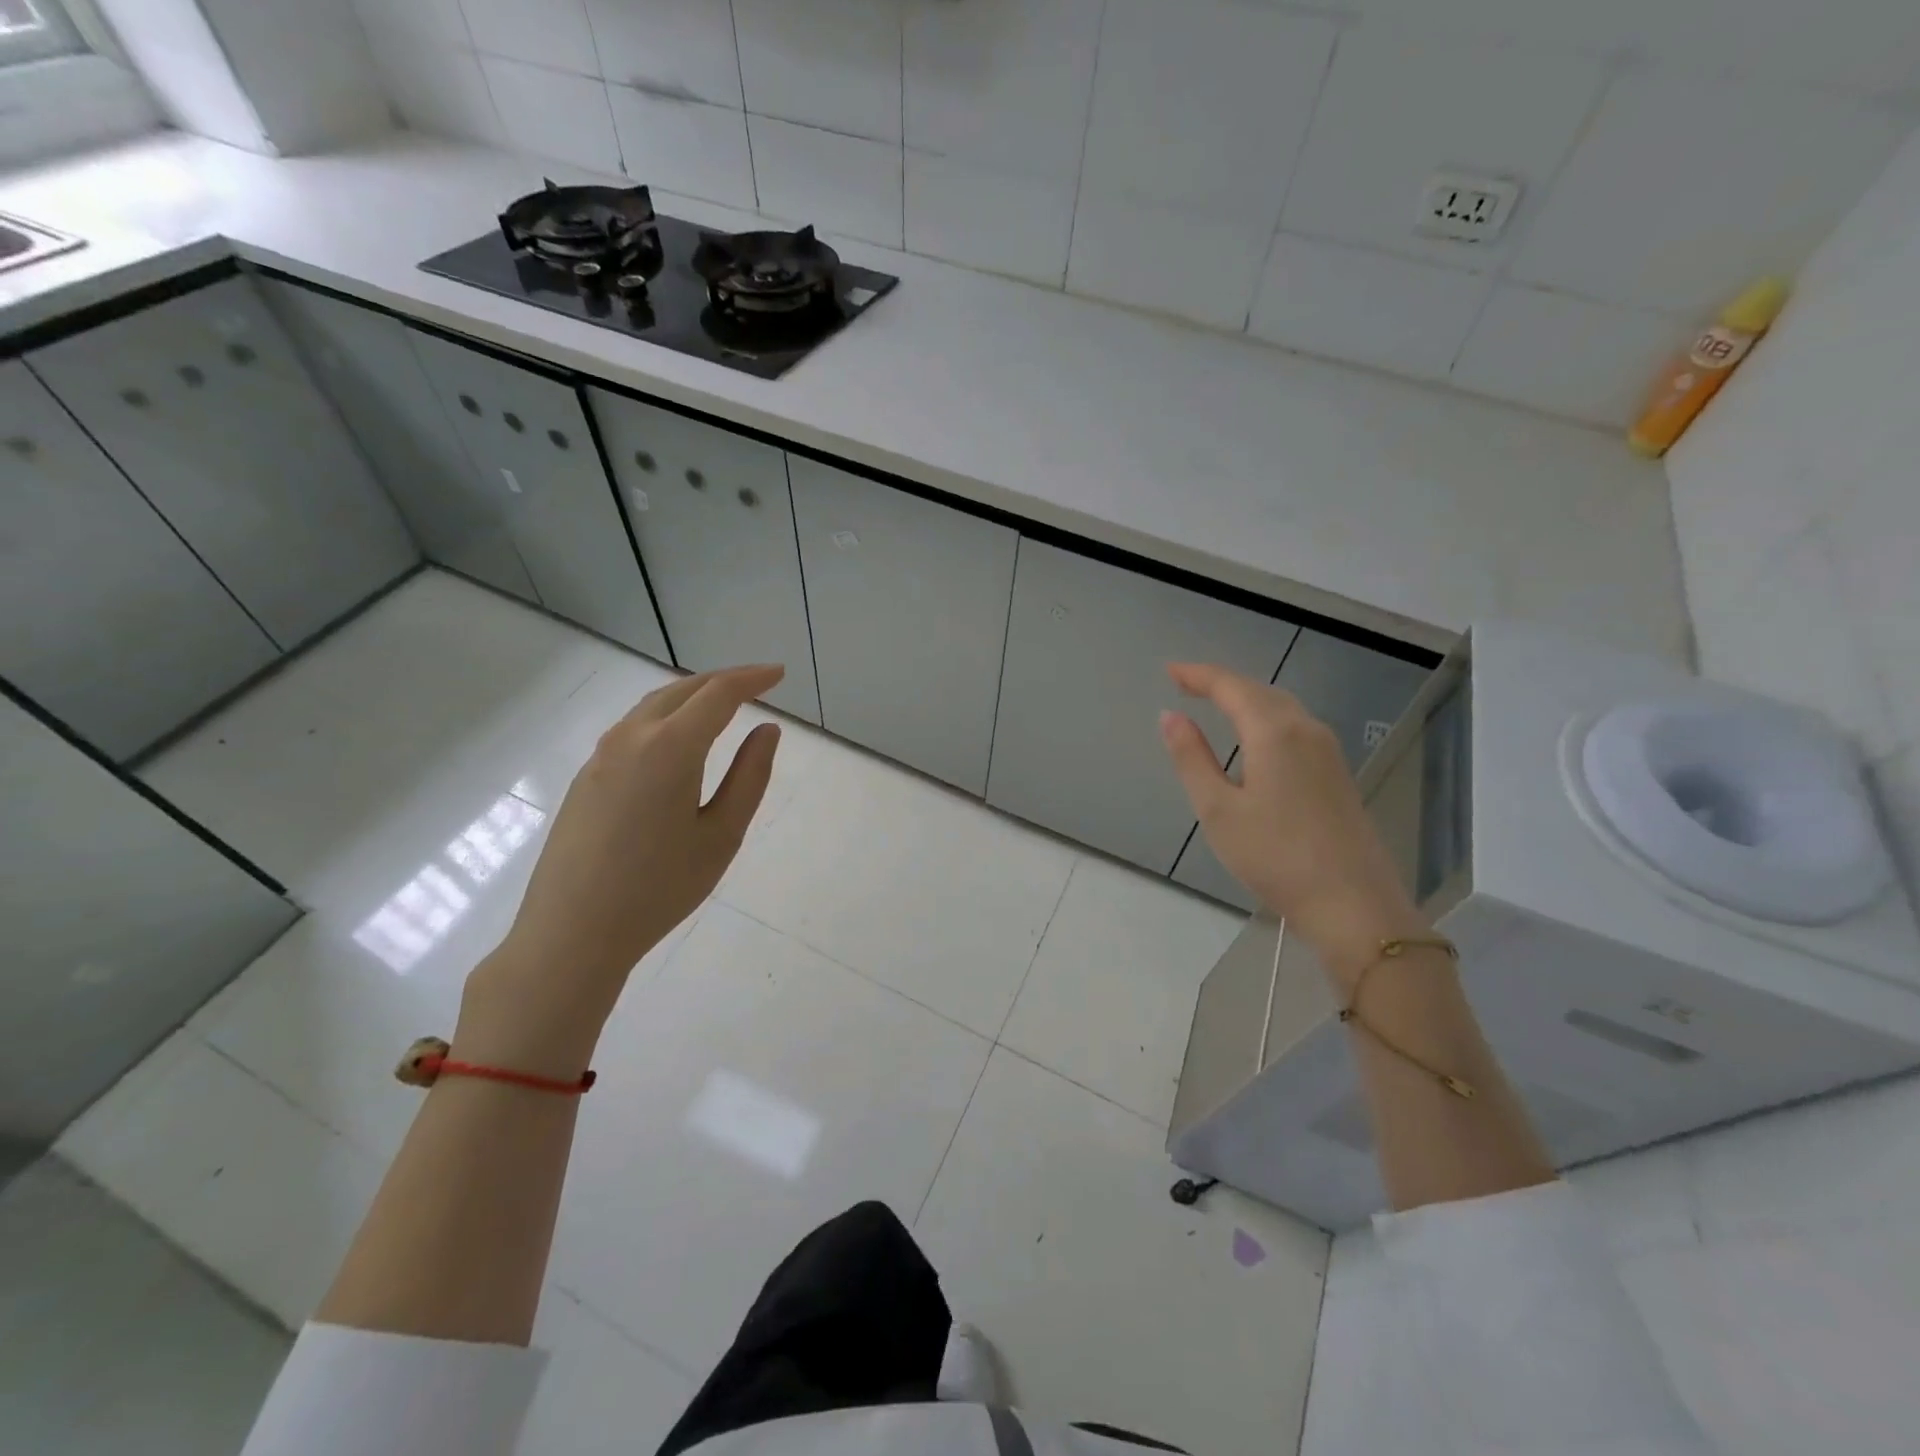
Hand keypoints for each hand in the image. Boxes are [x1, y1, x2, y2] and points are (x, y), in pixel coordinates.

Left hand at [459, 665, 783, 1069]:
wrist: (572, 932)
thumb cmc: (660, 888)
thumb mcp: (722, 835)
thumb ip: (750, 776)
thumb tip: (768, 731)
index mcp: (671, 748)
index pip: (718, 694)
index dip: (752, 679)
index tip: (779, 675)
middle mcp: (631, 737)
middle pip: (682, 689)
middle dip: (723, 680)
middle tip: (758, 684)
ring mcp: (601, 755)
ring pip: (653, 705)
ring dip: (691, 696)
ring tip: (722, 705)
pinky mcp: (586, 776)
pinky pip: (633, 728)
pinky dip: (666, 716)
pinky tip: (679, 740)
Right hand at [1159, 662, 1423, 976]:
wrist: (1354, 905)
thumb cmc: (1275, 857)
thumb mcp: (1218, 810)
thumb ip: (1192, 758)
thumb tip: (1170, 716)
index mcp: (1274, 732)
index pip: (1231, 686)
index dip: (1198, 675)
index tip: (1169, 671)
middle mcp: (1306, 730)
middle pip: (1260, 691)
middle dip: (1222, 682)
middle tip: (1186, 683)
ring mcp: (1328, 752)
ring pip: (1282, 708)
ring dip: (1247, 698)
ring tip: (1216, 703)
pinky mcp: (1338, 774)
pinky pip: (1296, 727)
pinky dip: (1267, 718)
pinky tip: (1256, 738)